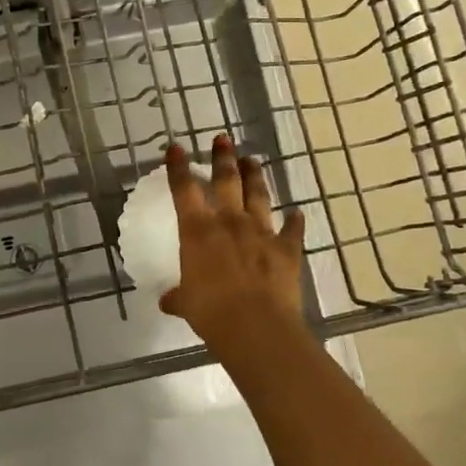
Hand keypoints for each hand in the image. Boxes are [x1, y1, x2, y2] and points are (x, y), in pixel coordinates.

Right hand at [159, 135, 306, 344]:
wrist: (256, 326)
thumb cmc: (211, 311)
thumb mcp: (186, 304)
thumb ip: (178, 296)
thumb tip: (167, 301)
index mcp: (198, 231)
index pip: (184, 189)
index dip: (178, 167)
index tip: (176, 147)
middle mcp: (229, 222)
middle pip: (226, 180)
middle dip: (223, 158)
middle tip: (222, 140)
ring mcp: (261, 232)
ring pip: (258, 195)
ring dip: (255, 176)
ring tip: (252, 160)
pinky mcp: (286, 249)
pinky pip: (292, 230)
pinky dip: (296, 221)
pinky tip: (299, 213)